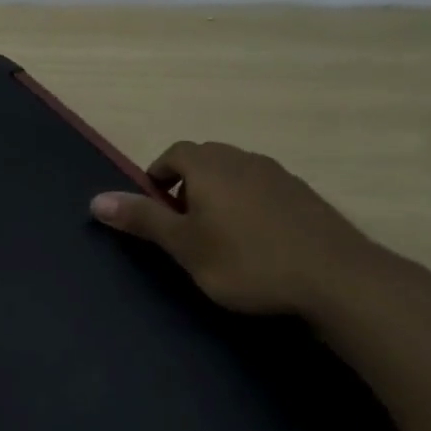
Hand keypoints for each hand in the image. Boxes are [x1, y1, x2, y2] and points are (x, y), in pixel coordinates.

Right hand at [89, 141, 403, 317]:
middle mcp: (244, 160)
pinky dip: (249, 204)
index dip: (159, 174)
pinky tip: (256, 241)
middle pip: (206, 158)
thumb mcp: (184, 246)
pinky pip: (264, 189)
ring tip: (218, 234)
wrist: (335, 278)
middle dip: (187, 182)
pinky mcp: (305, 197)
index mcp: (210, 166)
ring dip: (219, 193)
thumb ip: (142, 220)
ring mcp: (280, 176)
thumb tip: (95, 200)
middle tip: (182, 222)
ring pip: (237, 173)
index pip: (175, 153)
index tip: (155, 205)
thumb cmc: (246, 261)